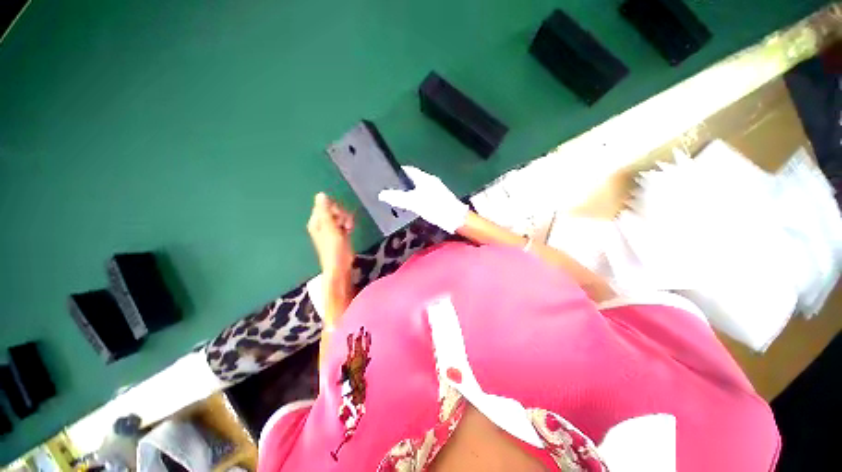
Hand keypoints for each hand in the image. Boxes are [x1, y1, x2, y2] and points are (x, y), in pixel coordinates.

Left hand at [307, 193, 354, 276]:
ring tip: (348, 228)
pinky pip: (344, 222)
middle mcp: (322, 223)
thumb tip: (320, 194)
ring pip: (340, 215)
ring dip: (346, 219)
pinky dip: (348, 224)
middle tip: (344, 223)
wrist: (340, 264)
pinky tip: (350, 230)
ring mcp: (331, 228)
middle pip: (334, 209)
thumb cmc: (333, 247)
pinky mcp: (340, 232)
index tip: (338, 216)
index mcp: (316, 221)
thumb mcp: (329, 227)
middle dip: (341, 214)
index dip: (334, 208)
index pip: (324, 205)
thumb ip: (325, 211)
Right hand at [378, 166, 468, 233]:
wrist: (456, 219)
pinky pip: (424, 195)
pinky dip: (417, 198)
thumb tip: (382, 194)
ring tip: (400, 199)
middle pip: (414, 179)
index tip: (388, 176)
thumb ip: (398, 198)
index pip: (409, 170)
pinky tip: (414, 206)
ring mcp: (437, 190)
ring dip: (410, 191)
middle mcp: (431, 181)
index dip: (398, 172)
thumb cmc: (435, 208)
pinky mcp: (440, 199)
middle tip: (392, 190)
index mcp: (425, 178)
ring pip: (419, 187)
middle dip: (403, 183)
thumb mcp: (414, 203)